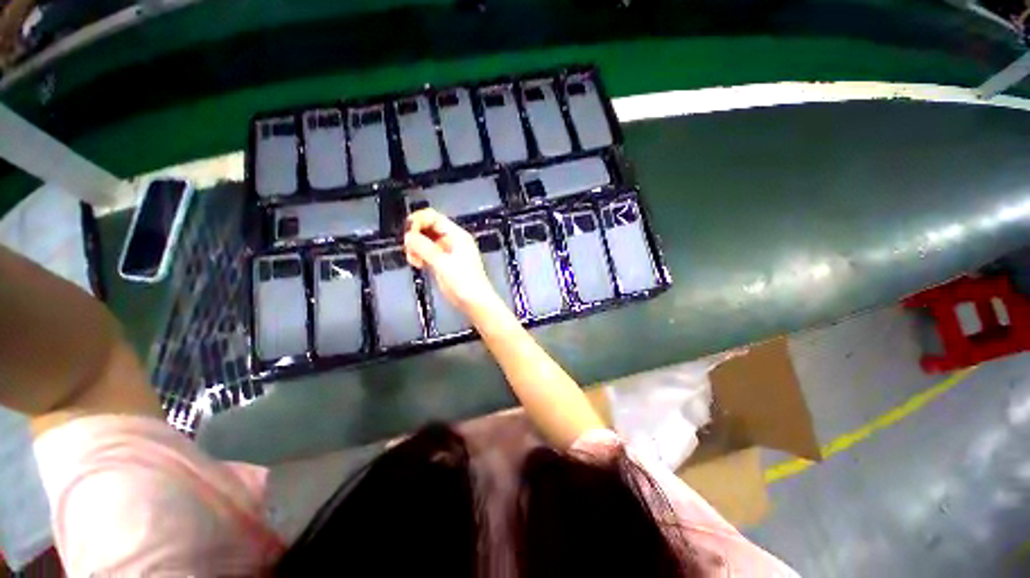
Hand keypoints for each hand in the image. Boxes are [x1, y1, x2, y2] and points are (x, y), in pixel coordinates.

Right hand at [403, 208, 497, 310]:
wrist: (475, 302)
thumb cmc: (464, 282)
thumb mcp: (443, 263)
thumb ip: (424, 248)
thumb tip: (408, 236)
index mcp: (456, 235)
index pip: (433, 217)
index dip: (418, 221)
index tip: (407, 233)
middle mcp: (452, 240)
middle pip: (428, 228)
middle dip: (415, 235)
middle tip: (409, 249)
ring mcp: (447, 252)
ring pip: (426, 241)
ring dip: (416, 247)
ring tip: (414, 260)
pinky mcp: (443, 263)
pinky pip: (427, 253)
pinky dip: (420, 256)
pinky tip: (417, 264)